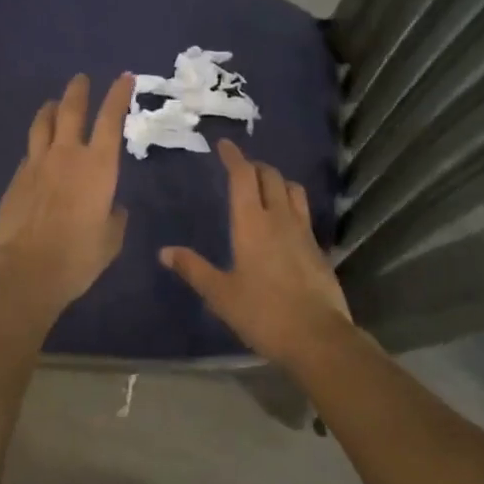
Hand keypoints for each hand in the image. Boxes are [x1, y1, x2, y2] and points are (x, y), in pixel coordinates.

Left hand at [0, 73, 133, 319]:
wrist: (24, 271)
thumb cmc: (77, 257)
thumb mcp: (110, 240)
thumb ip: (114, 218)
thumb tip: (113, 208)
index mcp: (98, 166)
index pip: (110, 119)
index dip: (118, 95)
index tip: (124, 77)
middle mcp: (66, 155)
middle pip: (70, 110)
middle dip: (78, 91)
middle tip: (81, 79)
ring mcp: (36, 165)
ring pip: (42, 124)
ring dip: (50, 109)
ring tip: (53, 103)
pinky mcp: (16, 179)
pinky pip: (29, 152)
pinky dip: (36, 145)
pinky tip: (37, 152)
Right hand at [159, 139, 356, 368]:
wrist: (317, 338)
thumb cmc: (263, 313)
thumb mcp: (220, 294)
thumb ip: (193, 269)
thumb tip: (165, 251)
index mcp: (252, 223)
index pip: (243, 176)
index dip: (233, 156)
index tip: (224, 145)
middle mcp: (279, 218)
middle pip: (270, 176)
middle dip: (254, 166)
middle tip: (240, 168)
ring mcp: (303, 232)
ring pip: (292, 190)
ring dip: (277, 181)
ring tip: (264, 188)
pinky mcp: (318, 248)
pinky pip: (303, 212)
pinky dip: (291, 204)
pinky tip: (284, 222)